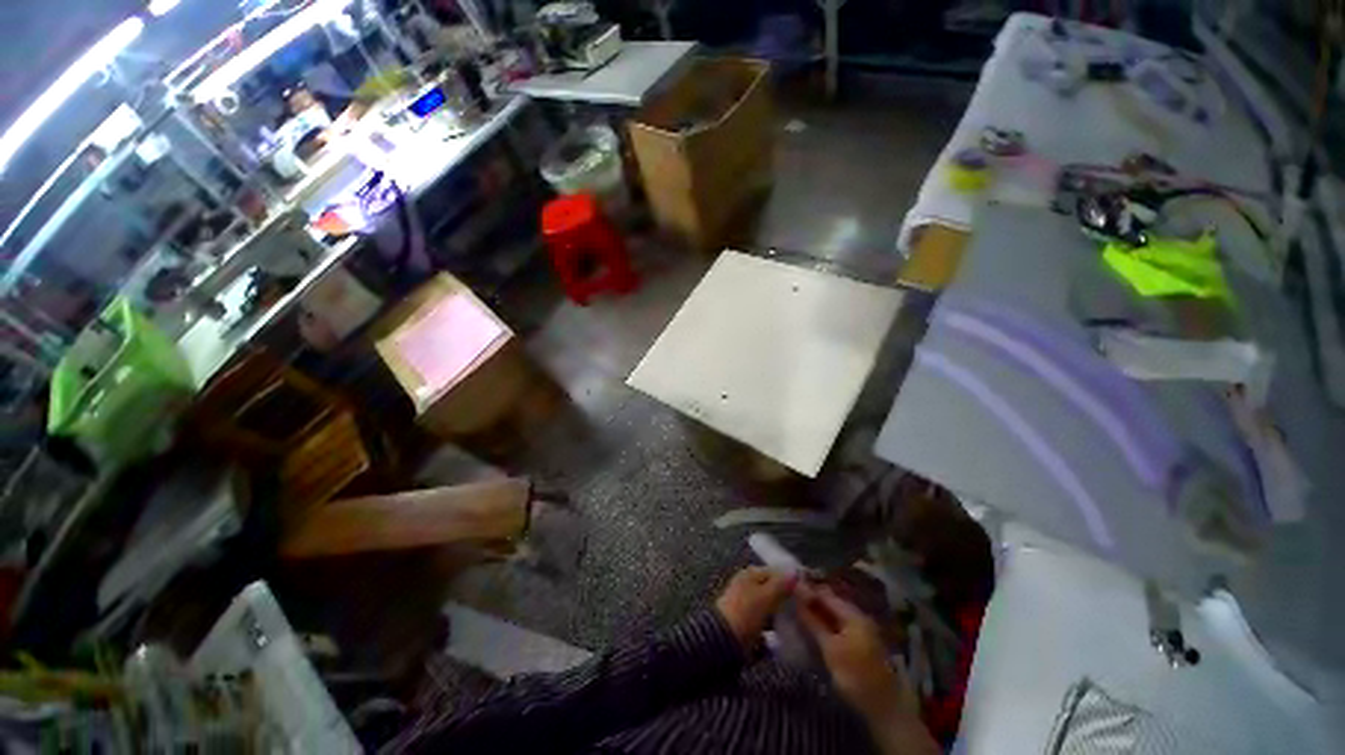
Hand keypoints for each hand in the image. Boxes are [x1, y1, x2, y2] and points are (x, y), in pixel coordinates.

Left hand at [714, 567, 796, 648]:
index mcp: (750, 574)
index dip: (790, 579)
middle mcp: (747, 585)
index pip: (775, 571)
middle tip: (804, 609)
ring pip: (770, 606)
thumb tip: (796, 571)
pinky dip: (774, 626)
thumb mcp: (766, 596)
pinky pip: (765, 622)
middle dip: (787, 598)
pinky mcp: (746, 623)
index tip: (807, 591)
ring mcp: (746, 604)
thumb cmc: (745, 613)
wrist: (723, 641)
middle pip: (772, 589)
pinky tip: (785, 634)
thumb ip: (781, 584)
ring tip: (798, 622)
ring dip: (781, 613)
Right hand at [796, 583, 912, 718]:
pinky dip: (826, 623)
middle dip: (812, 601)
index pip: (825, 594)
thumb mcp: (830, 649)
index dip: (807, 590)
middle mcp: (858, 616)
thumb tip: (796, 600)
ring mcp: (861, 628)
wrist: (885, 706)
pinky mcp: (860, 641)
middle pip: (831, 602)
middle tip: (790, 601)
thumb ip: (813, 623)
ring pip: (834, 613)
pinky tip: (814, 627)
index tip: (788, 589)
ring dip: (818, 612)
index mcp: (853, 614)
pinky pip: (839, 624)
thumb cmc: (855, 675)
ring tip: (798, 613)